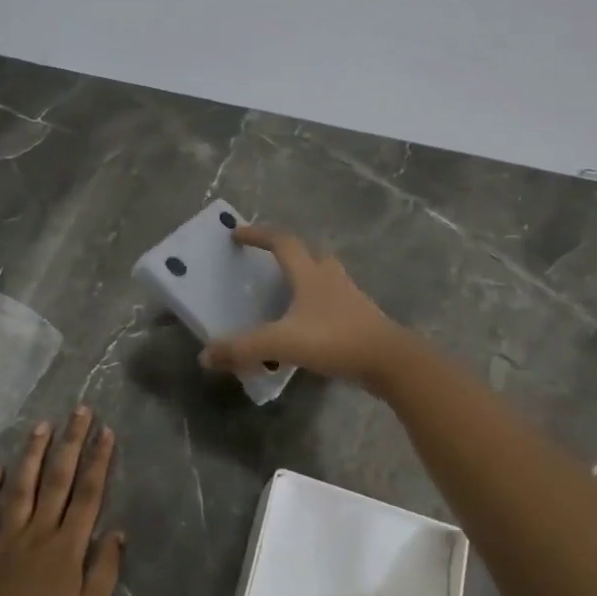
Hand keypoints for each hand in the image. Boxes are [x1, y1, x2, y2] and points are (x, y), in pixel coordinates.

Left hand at [0, 408, 124, 595]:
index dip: (98, 461)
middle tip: (79, 411)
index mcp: (68, 546)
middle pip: (58, 480)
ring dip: (33, 455)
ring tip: (42, 425)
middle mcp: (39, 531)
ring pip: (22, 487)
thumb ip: (105, 571)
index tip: (105, 431)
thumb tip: (118, 532)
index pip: (88, 494)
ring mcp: (7, 538)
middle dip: (71, 443)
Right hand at [198, 226, 406, 387]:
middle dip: (287, 254)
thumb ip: (243, 348)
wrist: (390, 361)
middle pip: (309, 254)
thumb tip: (205, 355)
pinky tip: (308, 327)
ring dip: (305, 279)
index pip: (282, 242)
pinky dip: (318, 307)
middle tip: (267, 264)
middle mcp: (331, 279)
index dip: (258, 234)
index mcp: (310, 275)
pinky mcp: (361, 319)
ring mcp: (350, 298)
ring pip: (325, 278)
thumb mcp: (282, 343)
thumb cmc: (336, 340)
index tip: (237, 233)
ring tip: (286, 296)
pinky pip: (334, 304)